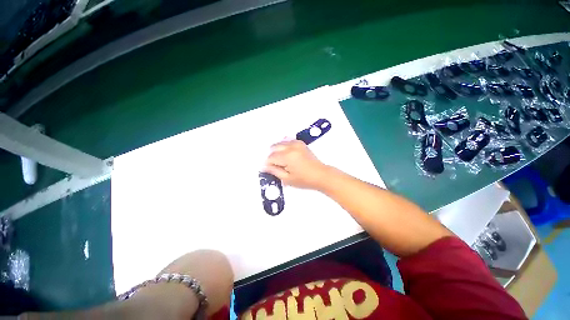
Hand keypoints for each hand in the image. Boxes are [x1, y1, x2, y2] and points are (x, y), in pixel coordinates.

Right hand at [263, 140, 329, 189]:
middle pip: (274, 147)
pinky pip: (287, 141)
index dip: (268, 164)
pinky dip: (284, 146)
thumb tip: (264, 166)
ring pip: (279, 143)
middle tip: (275, 166)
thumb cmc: (304, 179)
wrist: (320, 174)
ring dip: (277, 151)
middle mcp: (291, 147)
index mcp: (287, 156)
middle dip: (271, 156)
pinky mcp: (300, 143)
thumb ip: (274, 171)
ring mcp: (296, 143)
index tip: (268, 169)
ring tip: (281, 161)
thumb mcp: (287, 179)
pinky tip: (286, 154)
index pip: (271, 157)